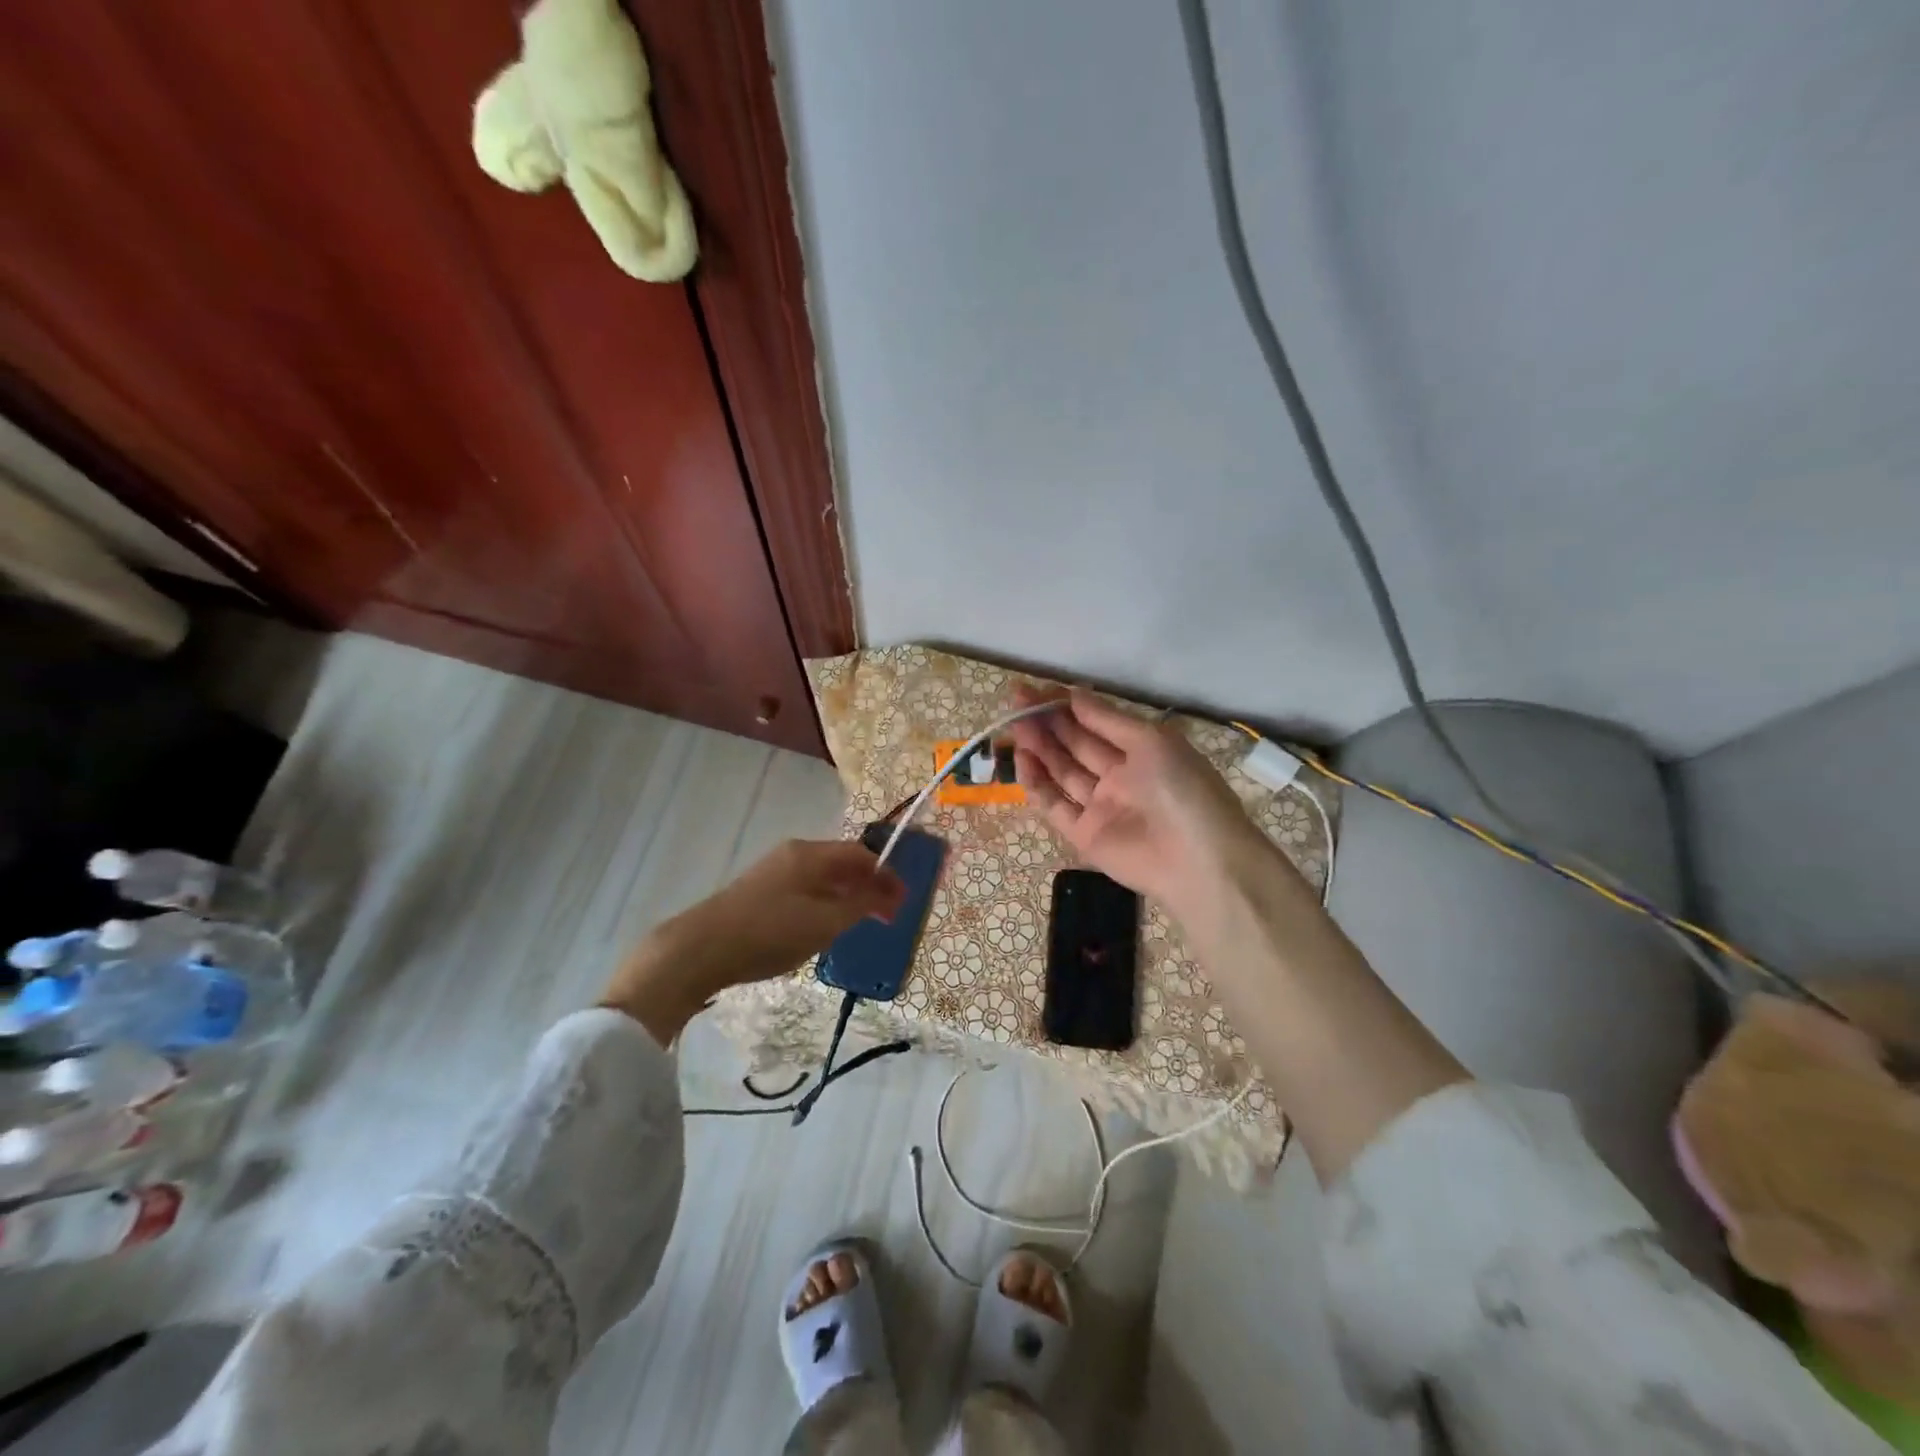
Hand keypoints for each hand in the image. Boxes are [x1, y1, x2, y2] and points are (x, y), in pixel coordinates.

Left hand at [601, 839, 904, 1042]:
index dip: (887, 875)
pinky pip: (805, 890)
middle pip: (842, 863)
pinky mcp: (758, 892)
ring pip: (822, 878)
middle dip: (869, 886)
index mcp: (811, 853)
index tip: (904, 902)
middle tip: (886, 916)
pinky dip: (825, 903)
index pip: (861, 854)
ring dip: (846, 896)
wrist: (700, 949)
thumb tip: (886, 893)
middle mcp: (793, 853)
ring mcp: (772, 871)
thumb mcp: (824, 922)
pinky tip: (823, 928)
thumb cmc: (770, 931)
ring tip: (859, 924)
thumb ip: (860, 905)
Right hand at [1008, 686, 1269, 913]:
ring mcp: (1100, 806)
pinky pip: (1054, 804)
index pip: (1096, 723)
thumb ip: (1106, 720)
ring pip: (1061, 771)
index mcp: (1141, 751)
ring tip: (1014, 724)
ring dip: (1038, 747)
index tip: (1037, 689)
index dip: (1067, 705)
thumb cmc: (1182, 789)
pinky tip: (1022, 759)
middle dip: (1047, 721)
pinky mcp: (1083, 835)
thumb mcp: (1151, 742)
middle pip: (1075, 744)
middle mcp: (1118, 776)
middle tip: (1016, 701)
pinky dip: (1036, 783)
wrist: (1198, 861)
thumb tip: (1073, 693)